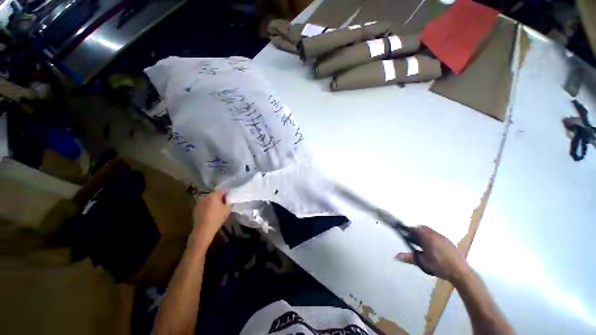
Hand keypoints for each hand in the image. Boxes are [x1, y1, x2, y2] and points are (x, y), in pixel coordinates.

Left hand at [190, 190, 230, 245]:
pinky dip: (207, 207)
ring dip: (212, 203)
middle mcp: (205, 197)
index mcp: (213, 195)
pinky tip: (209, 213)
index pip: (222, 191)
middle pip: (214, 195)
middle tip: (223, 205)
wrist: (203, 229)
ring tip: (216, 210)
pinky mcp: (195, 208)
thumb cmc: (217, 218)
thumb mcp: (228, 209)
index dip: (226, 195)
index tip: (228, 200)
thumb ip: (229, 201)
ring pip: (208, 200)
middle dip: (219, 198)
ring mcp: (199, 202)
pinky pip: (204, 205)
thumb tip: (229, 198)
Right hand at [396, 225, 469, 282]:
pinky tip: (433, 248)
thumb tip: (396, 256)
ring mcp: (443, 237)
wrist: (461, 272)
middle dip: (416, 231)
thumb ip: (409, 258)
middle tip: (413, 239)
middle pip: (422, 227)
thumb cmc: (439, 266)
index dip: (408, 230)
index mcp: (427, 238)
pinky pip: (437, 235)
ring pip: (430, 231)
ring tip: (422, 244)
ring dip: (424, 234)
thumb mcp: (423, 263)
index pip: (414, 229)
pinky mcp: (449, 242)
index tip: (405, 234)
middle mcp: (434, 234)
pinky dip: (432, 237)